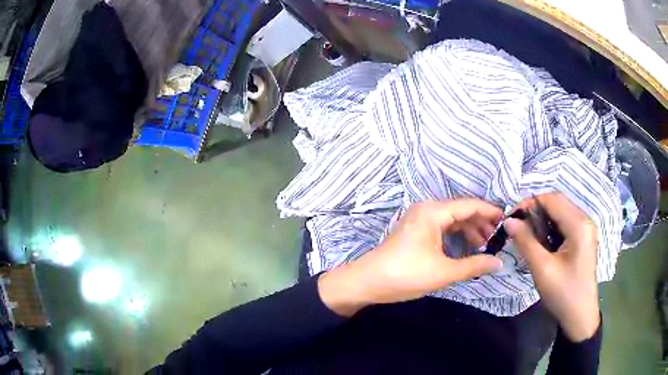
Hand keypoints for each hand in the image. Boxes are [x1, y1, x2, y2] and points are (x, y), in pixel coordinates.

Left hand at [318, 199, 503, 315]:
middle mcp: (427, 209)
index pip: (470, 205)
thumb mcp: (443, 272)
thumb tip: (499, 263)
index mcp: (433, 212)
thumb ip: (474, 265)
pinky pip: (442, 227)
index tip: (507, 220)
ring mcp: (419, 219)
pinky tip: (466, 248)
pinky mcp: (416, 230)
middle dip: (481, 223)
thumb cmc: (405, 275)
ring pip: (452, 220)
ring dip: (469, 231)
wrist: (367, 282)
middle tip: (497, 238)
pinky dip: (456, 236)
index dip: (490, 212)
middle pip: (462, 211)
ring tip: (484, 245)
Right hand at [504, 193, 599, 341]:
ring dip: (542, 219)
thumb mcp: (542, 269)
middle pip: (557, 203)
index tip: (511, 218)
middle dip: (535, 211)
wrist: (580, 316)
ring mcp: (586, 229)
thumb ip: (526, 242)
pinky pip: (565, 223)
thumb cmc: (563, 294)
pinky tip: (542, 243)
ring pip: (561, 212)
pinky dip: (551, 227)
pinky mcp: (584, 238)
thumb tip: (508, 221)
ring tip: (527, 236)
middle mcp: (585, 220)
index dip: (529, 203)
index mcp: (579, 225)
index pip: (552, 199)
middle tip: (517, 227)